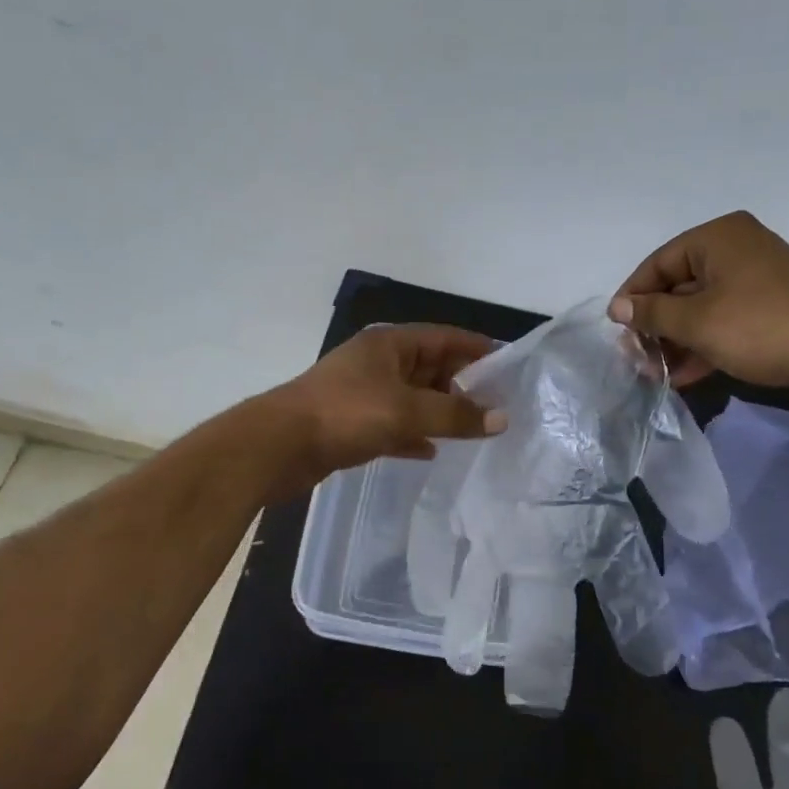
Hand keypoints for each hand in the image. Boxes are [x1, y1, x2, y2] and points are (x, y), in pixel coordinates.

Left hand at [263, 325, 506, 495]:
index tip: (509, 365)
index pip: (445, 337)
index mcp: (390, 344)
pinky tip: (433, 450)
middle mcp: (378, 362)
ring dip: (441, 411)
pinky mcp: (353, 423)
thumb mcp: (407, 411)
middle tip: (499, 405)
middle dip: (463, 384)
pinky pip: (394, 424)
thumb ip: (456, 415)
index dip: (477, 348)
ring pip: (414, 398)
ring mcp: (363, 393)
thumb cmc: (346, 414)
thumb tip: (502, 418)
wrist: (279, 446)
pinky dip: (414, 434)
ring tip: (476, 428)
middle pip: (430, 367)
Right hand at [609, 211, 788, 401]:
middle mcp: (736, 249)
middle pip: (678, 286)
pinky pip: (724, 321)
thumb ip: (652, 314)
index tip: (617, 332)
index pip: (658, 263)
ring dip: (677, 341)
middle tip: (638, 358)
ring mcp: (756, 279)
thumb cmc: (760, 328)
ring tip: (658, 373)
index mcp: (717, 238)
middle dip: (656, 326)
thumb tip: (618, 308)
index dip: (633, 298)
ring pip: (701, 308)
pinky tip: (685, 376)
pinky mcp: (770, 308)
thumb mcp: (696, 322)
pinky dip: (703, 344)